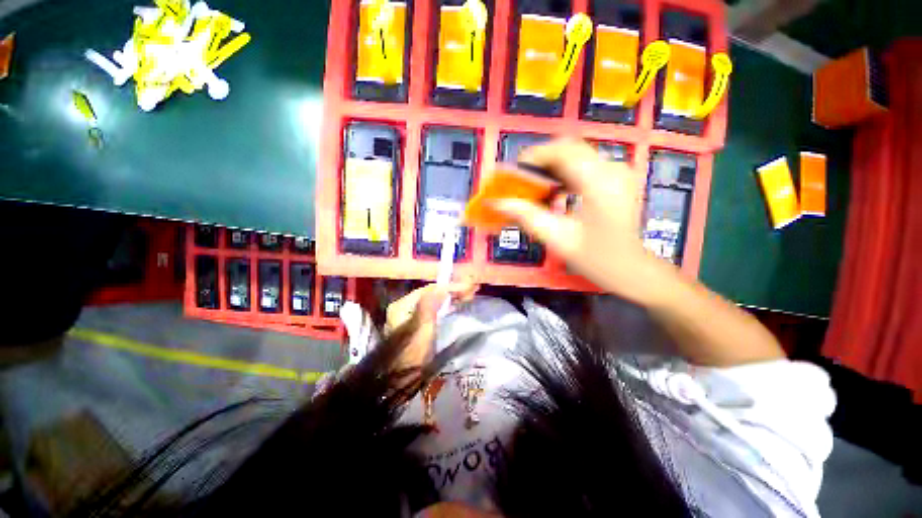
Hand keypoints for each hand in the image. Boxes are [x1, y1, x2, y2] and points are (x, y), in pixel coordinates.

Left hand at [386, 282, 478, 370]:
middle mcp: (406, 308)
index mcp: (403, 305)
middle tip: (473, 290)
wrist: (400, 381)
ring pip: (435, 303)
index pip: (430, 290)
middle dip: (453, 291)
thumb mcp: (422, 327)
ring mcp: (413, 318)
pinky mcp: (420, 328)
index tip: (469, 287)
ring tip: (469, 295)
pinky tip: (458, 306)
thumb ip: (431, 304)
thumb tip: (443, 286)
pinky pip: (436, 312)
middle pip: (433, 295)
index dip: (450, 287)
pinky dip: (448, 307)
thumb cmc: (411, 353)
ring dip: (452, 298)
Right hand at [493, 139, 668, 304]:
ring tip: (534, 187)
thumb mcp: (557, 238)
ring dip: (550, 167)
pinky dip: (563, 173)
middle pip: (569, 149)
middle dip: (540, 161)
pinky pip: (583, 165)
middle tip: (522, 181)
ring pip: (575, 155)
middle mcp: (612, 169)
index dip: (535, 156)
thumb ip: (527, 217)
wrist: (630, 268)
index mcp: (600, 183)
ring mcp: (617, 171)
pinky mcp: (615, 177)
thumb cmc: (596, 258)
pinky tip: (554, 191)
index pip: (563, 151)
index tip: (515, 171)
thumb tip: (499, 203)